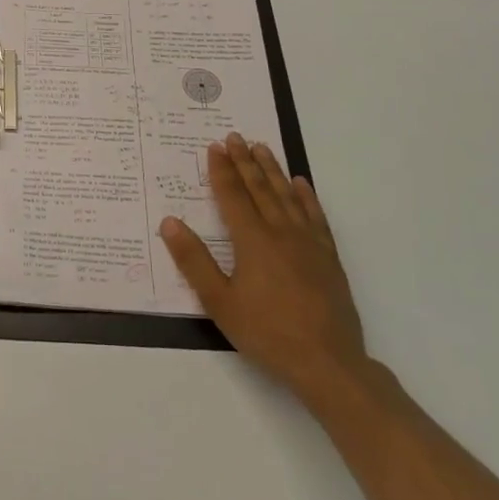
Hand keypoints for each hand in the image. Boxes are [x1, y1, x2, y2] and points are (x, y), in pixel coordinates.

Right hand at [160, 134, 370, 403]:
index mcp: (252, 241)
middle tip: (235, 136)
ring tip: (262, 148)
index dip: (222, 171)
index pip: (233, 196)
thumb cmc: (267, 332)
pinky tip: (300, 184)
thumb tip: (170, 222)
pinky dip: (306, 196)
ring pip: (287, 196)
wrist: (328, 363)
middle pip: (259, 189)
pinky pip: (316, 216)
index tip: (214, 147)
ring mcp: (308, 243)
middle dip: (244, 161)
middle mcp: (281, 232)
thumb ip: (193, 261)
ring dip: (272, 170)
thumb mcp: (219, 302)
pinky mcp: (328, 257)